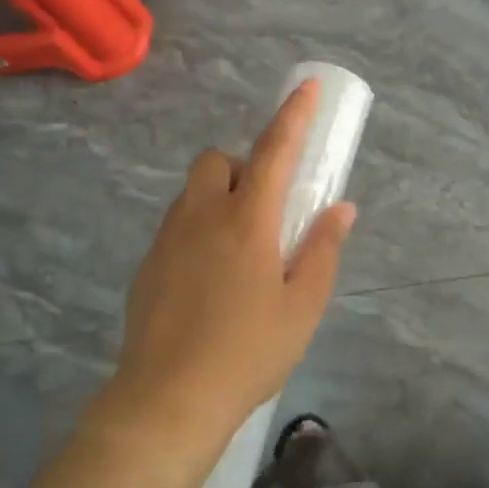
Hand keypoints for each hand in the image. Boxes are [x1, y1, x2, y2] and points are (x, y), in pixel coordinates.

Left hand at [103, 80, 354, 471]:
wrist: (168, 400)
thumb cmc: (248, 353)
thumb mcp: (302, 307)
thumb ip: (322, 251)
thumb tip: (340, 209)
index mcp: (247, 221)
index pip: (274, 151)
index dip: (294, 115)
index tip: (308, 86)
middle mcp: (203, 215)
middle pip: (218, 160)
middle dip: (242, 167)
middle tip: (264, 210)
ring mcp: (168, 238)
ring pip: (193, 192)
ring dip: (219, 198)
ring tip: (239, 250)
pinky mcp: (148, 264)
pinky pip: (177, 225)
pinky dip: (198, 229)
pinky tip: (209, 280)